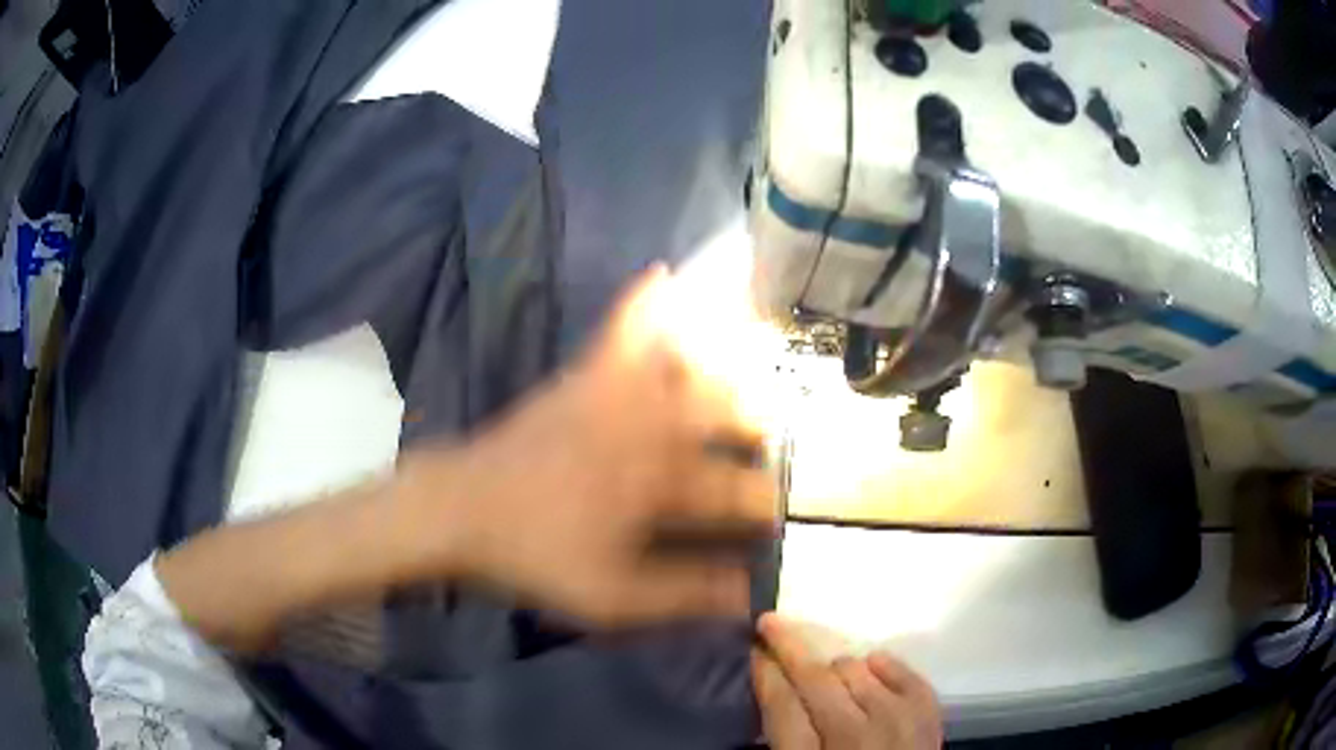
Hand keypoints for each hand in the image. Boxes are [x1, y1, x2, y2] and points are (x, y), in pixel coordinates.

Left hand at [405, 266, 776, 627]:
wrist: (462, 508)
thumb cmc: (536, 555)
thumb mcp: (612, 597)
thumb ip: (683, 594)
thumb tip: (747, 595)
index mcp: (660, 484)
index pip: (738, 492)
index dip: (765, 507)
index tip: (777, 520)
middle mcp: (651, 428)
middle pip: (728, 417)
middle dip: (759, 433)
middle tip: (768, 449)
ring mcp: (617, 394)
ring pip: (691, 367)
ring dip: (729, 366)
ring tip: (753, 368)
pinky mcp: (584, 376)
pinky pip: (623, 330)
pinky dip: (645, 301)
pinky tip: (663, 273)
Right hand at [753, 614, 942, 748]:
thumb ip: (788, 740)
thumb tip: (774, 693)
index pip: (782, 705)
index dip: (765, 673)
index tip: (755, 649)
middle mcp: (854, 736)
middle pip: (816, 678)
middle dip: (789, 646)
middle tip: (772, 624)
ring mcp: (898, 721)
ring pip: (855, 668)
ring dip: (835, 667)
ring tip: (829, 675)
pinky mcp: (928, 713)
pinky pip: (900, 670)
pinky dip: (882, 666)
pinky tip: (872, 670)